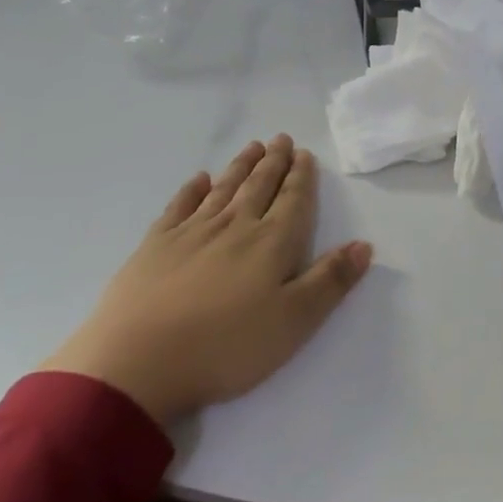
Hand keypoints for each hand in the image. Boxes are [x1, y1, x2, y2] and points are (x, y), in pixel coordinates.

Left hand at [41, 135, 372, 423]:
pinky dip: (192, 189)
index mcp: (271, 243)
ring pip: (224, 189)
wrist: (138, 362)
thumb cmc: (226, 347)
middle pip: (259, 186)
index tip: (305, 154)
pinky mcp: (156, 245)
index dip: (301, 177)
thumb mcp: (294, 322)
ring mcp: (192, 232)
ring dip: (240, 167)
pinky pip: (179, 206)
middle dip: (274, 162)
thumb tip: (364, 245)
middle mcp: (235, 226)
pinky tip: (199, 179)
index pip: (293, 200)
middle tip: (281, 139)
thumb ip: (330, 281)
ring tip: (252, 147)